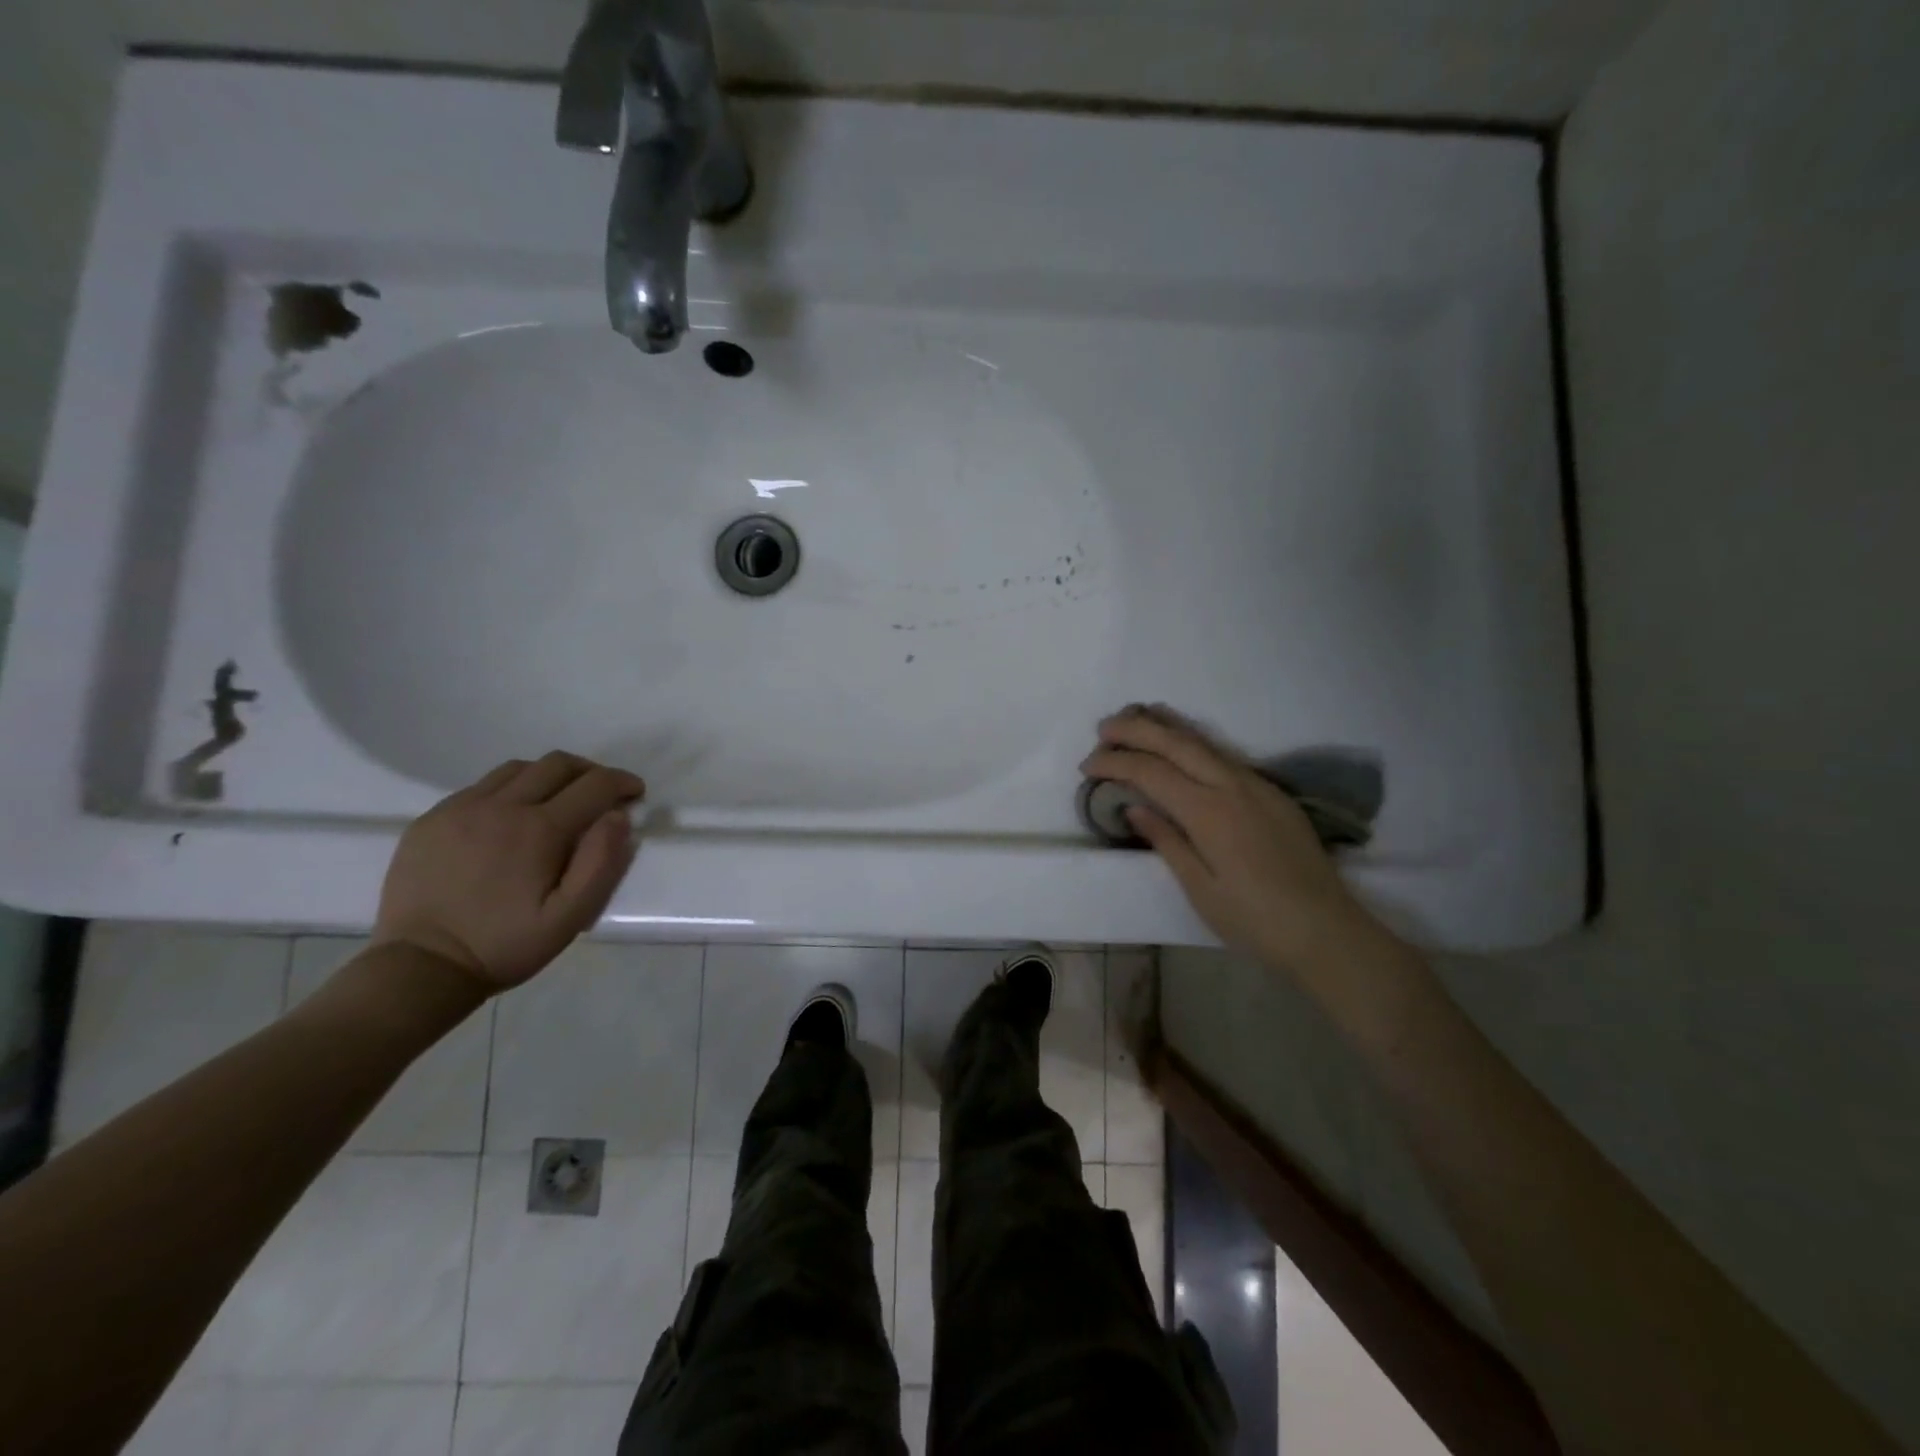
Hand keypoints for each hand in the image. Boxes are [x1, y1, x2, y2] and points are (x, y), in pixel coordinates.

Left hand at [372, 752, 644, 992]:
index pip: (594, 785)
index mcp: (539, 829)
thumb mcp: (570, 917)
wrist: (420, 967)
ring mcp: (460, 809)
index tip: (635, 792)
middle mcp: (500, 806)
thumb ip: (601, 863)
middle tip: (602, 793)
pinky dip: (510, 790)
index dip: (621, 782)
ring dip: (549, 776)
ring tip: (558, 801)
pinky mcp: (431, 819)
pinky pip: (480, 787)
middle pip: (557, 764)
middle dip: (590, 771)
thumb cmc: (505, 945)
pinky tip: (510, 818)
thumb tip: (618, 816)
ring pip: (518, 769)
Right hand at [1081, 706, 1374, 972]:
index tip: (1087, 766)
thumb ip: (1166, 841)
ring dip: (1165, 726)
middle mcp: (1232, 786)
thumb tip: (1133, 806)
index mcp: (1209, 813)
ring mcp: (1256, 785)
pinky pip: (1223, 754)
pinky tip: (1182, 744)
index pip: (1151, 772)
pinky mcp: (1271, 792)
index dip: (1115, 763)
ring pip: (1203, 741)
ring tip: (1136, 716)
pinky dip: (1193, 741)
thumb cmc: (1255, 920)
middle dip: (1136, 729)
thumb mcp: (1201, 890)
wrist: (1326, 931)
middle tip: (1103, 728)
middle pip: (1176, 743)